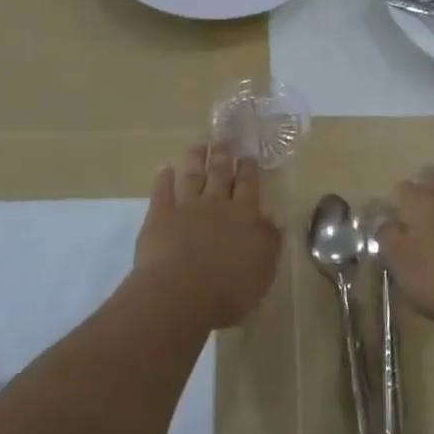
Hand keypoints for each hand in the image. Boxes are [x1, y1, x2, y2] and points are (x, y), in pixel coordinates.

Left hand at [134, 142, 280, 329]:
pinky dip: (163, 179)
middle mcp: (216, 204)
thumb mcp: (263, 270)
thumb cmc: (229, 289)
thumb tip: (274, 220)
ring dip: (195, 160)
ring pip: (191, 177)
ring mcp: (185, 208)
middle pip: (220, 174)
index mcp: (245, 215)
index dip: (249, 169)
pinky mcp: (159, 217)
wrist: (180, 294)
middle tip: (222, 139)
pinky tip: (164, 169)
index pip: (249, 185)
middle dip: (222, 155)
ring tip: (197, 147)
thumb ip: (269, 242)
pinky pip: (161, 192)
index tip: (248, 155)